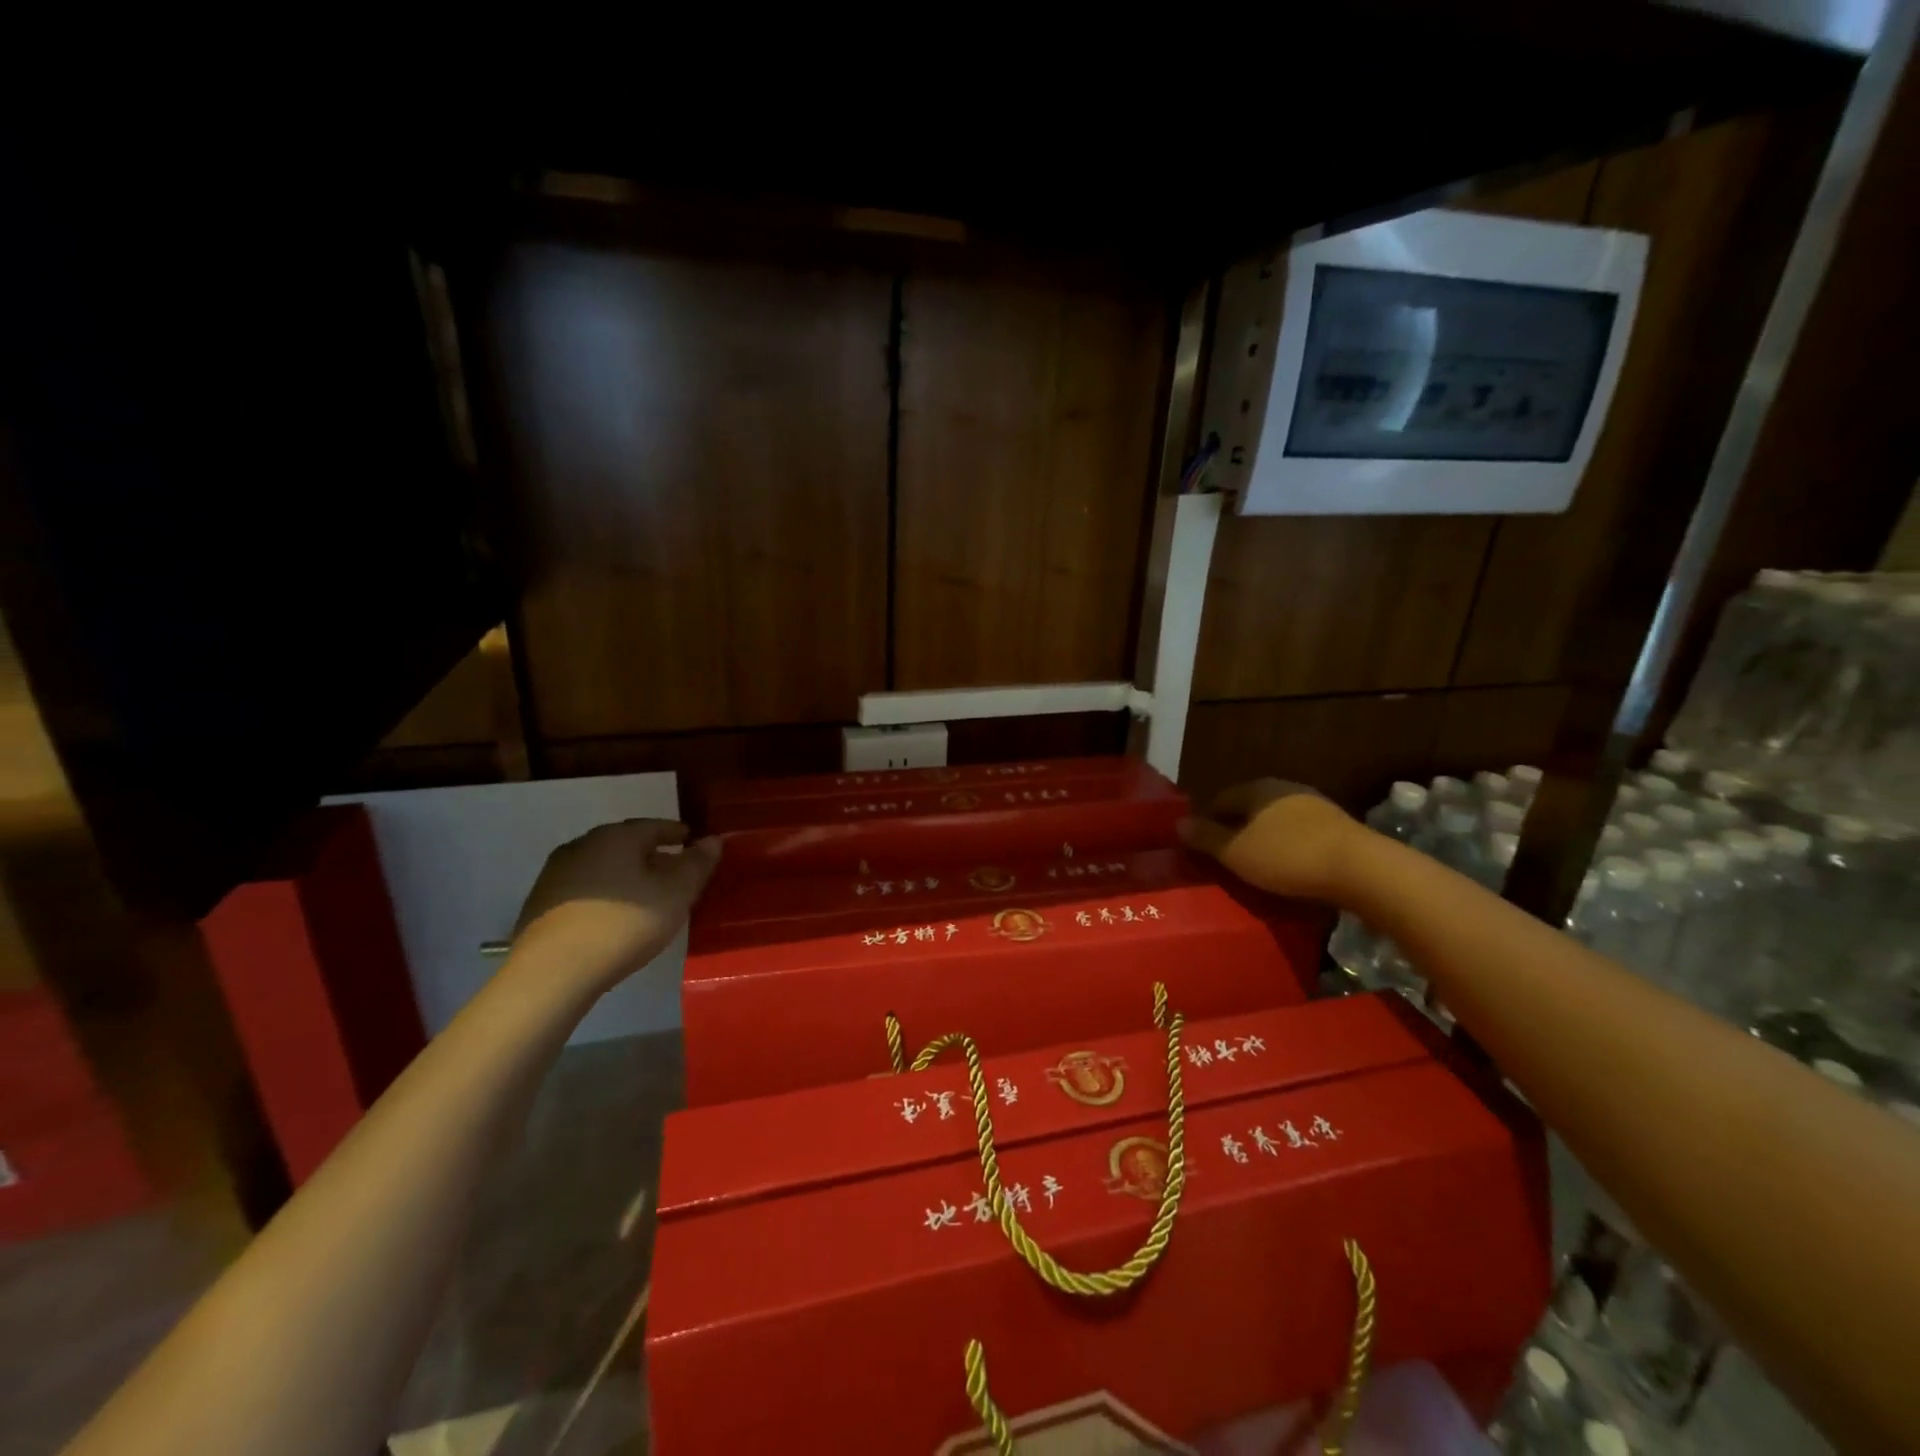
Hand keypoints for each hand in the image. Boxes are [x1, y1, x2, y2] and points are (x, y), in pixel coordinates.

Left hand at [509, 819, 720, 996]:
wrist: (552, 972)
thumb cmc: (624, 924)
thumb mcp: (675, 894)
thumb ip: (697, 864)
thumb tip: (713, 840)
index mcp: (616, 836)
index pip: (654, 825)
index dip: (677, 834)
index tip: (693, 843)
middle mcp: (582, 845)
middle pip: (626, 845)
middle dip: (652, 856)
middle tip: (675, 873)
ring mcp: (556, 874)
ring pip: (604, 867)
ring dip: (627, 876)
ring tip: (647, 897)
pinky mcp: (541, 904)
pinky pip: (585, 890)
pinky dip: (606, 894)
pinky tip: (615, 917)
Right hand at [1177, 779, 1360, 901]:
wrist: (1363, 870)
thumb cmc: (1288, 857)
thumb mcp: (1236, 852)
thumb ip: (1205, 838)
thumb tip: (1178, 823)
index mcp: (1257, 789)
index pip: (1220, 798)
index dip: (1205, 820)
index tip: (1198, 846)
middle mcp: (1285, 789)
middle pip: (1250, 808)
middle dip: (1235, 829)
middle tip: (1224, 858)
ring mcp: (1316, 807)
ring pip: (1276, 821)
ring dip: (1263, 839)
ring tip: (1254, 866)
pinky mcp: (1339, 829)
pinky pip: (1300, 835)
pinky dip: (1288, 849)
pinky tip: (1287, 869)